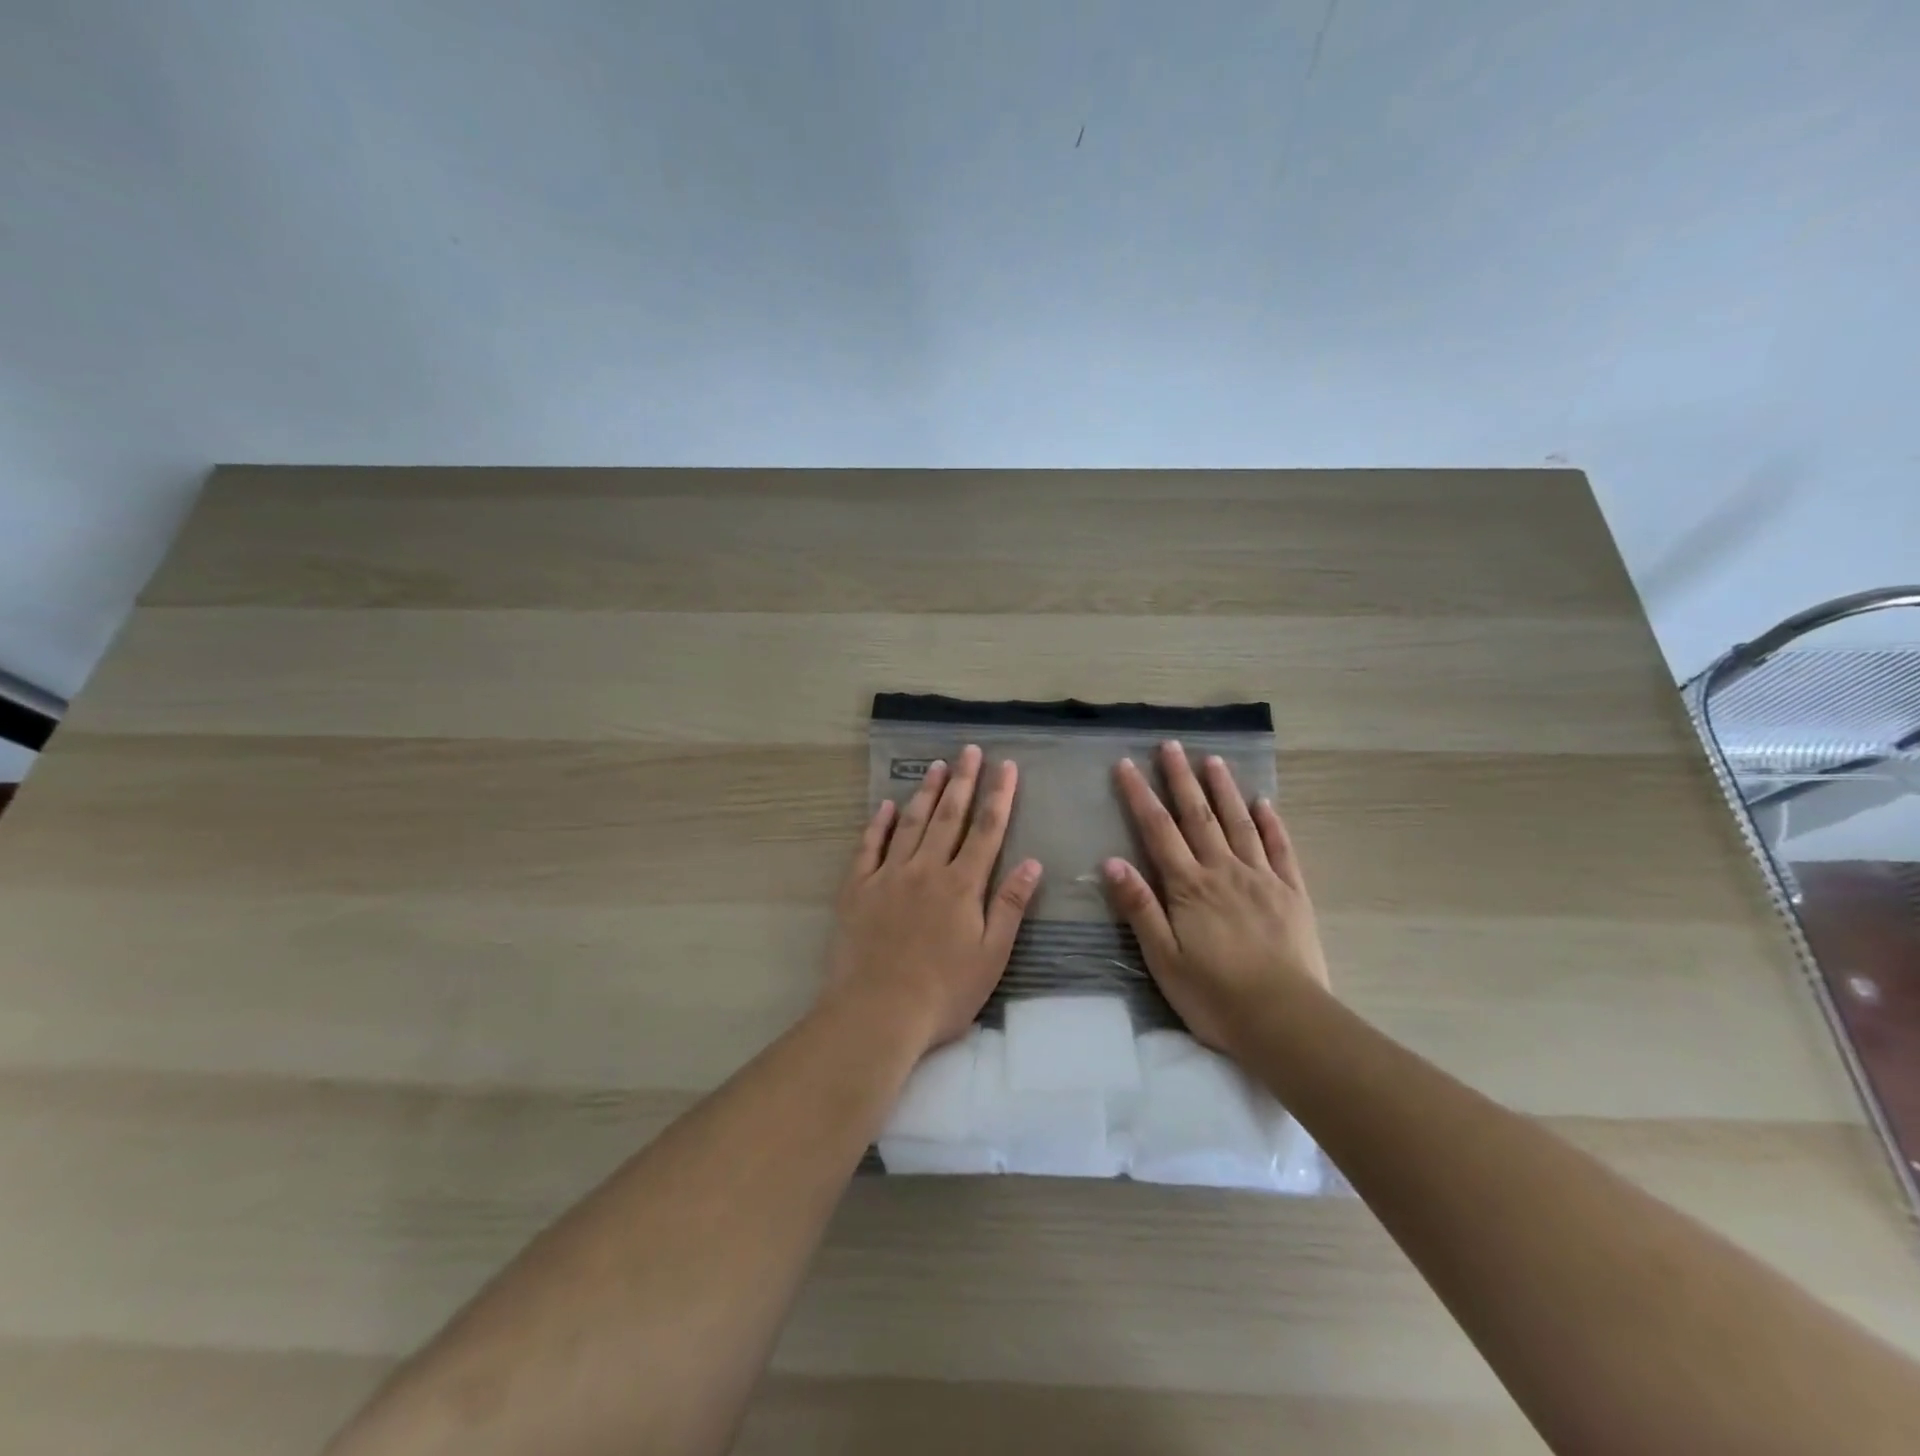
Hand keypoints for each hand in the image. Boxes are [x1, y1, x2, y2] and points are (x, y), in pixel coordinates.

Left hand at [824, 744, 1042, 1055]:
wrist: (877, 1012)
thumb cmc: (944, 992)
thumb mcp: (991, 955)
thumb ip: (1010, 905)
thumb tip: (1033, 862)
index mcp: (962, 885)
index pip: (986, 830)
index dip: (999, 796)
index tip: (1006, 766)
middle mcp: (927, 869)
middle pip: (949, 816)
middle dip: (963, 781)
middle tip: (969, 750)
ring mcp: (888, 875)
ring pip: (910, 823)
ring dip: (925, 792)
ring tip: (937, 766)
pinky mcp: (857, 888)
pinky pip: (868, 846)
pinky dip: (878, 823)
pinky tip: (885, 805)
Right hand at [1103, 741, 1329, 1053]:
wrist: (1286, 1021)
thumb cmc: (1215, 995)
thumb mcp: (1163, 958)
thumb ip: (1139, 907)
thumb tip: (1111, 861)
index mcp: (1189, 887)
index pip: (1158, 830)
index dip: (1140, 795)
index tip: (1127, 764)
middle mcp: (1224, 871)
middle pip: (1198, 816)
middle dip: (1181, 778)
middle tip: (1171, 745)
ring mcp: (1262, 879)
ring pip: (1239, 823)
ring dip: (1224, 789)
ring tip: (1212, 759)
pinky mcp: (1292, 894)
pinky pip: (1281, 849)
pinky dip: (1271, 823)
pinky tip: (1264, 802)